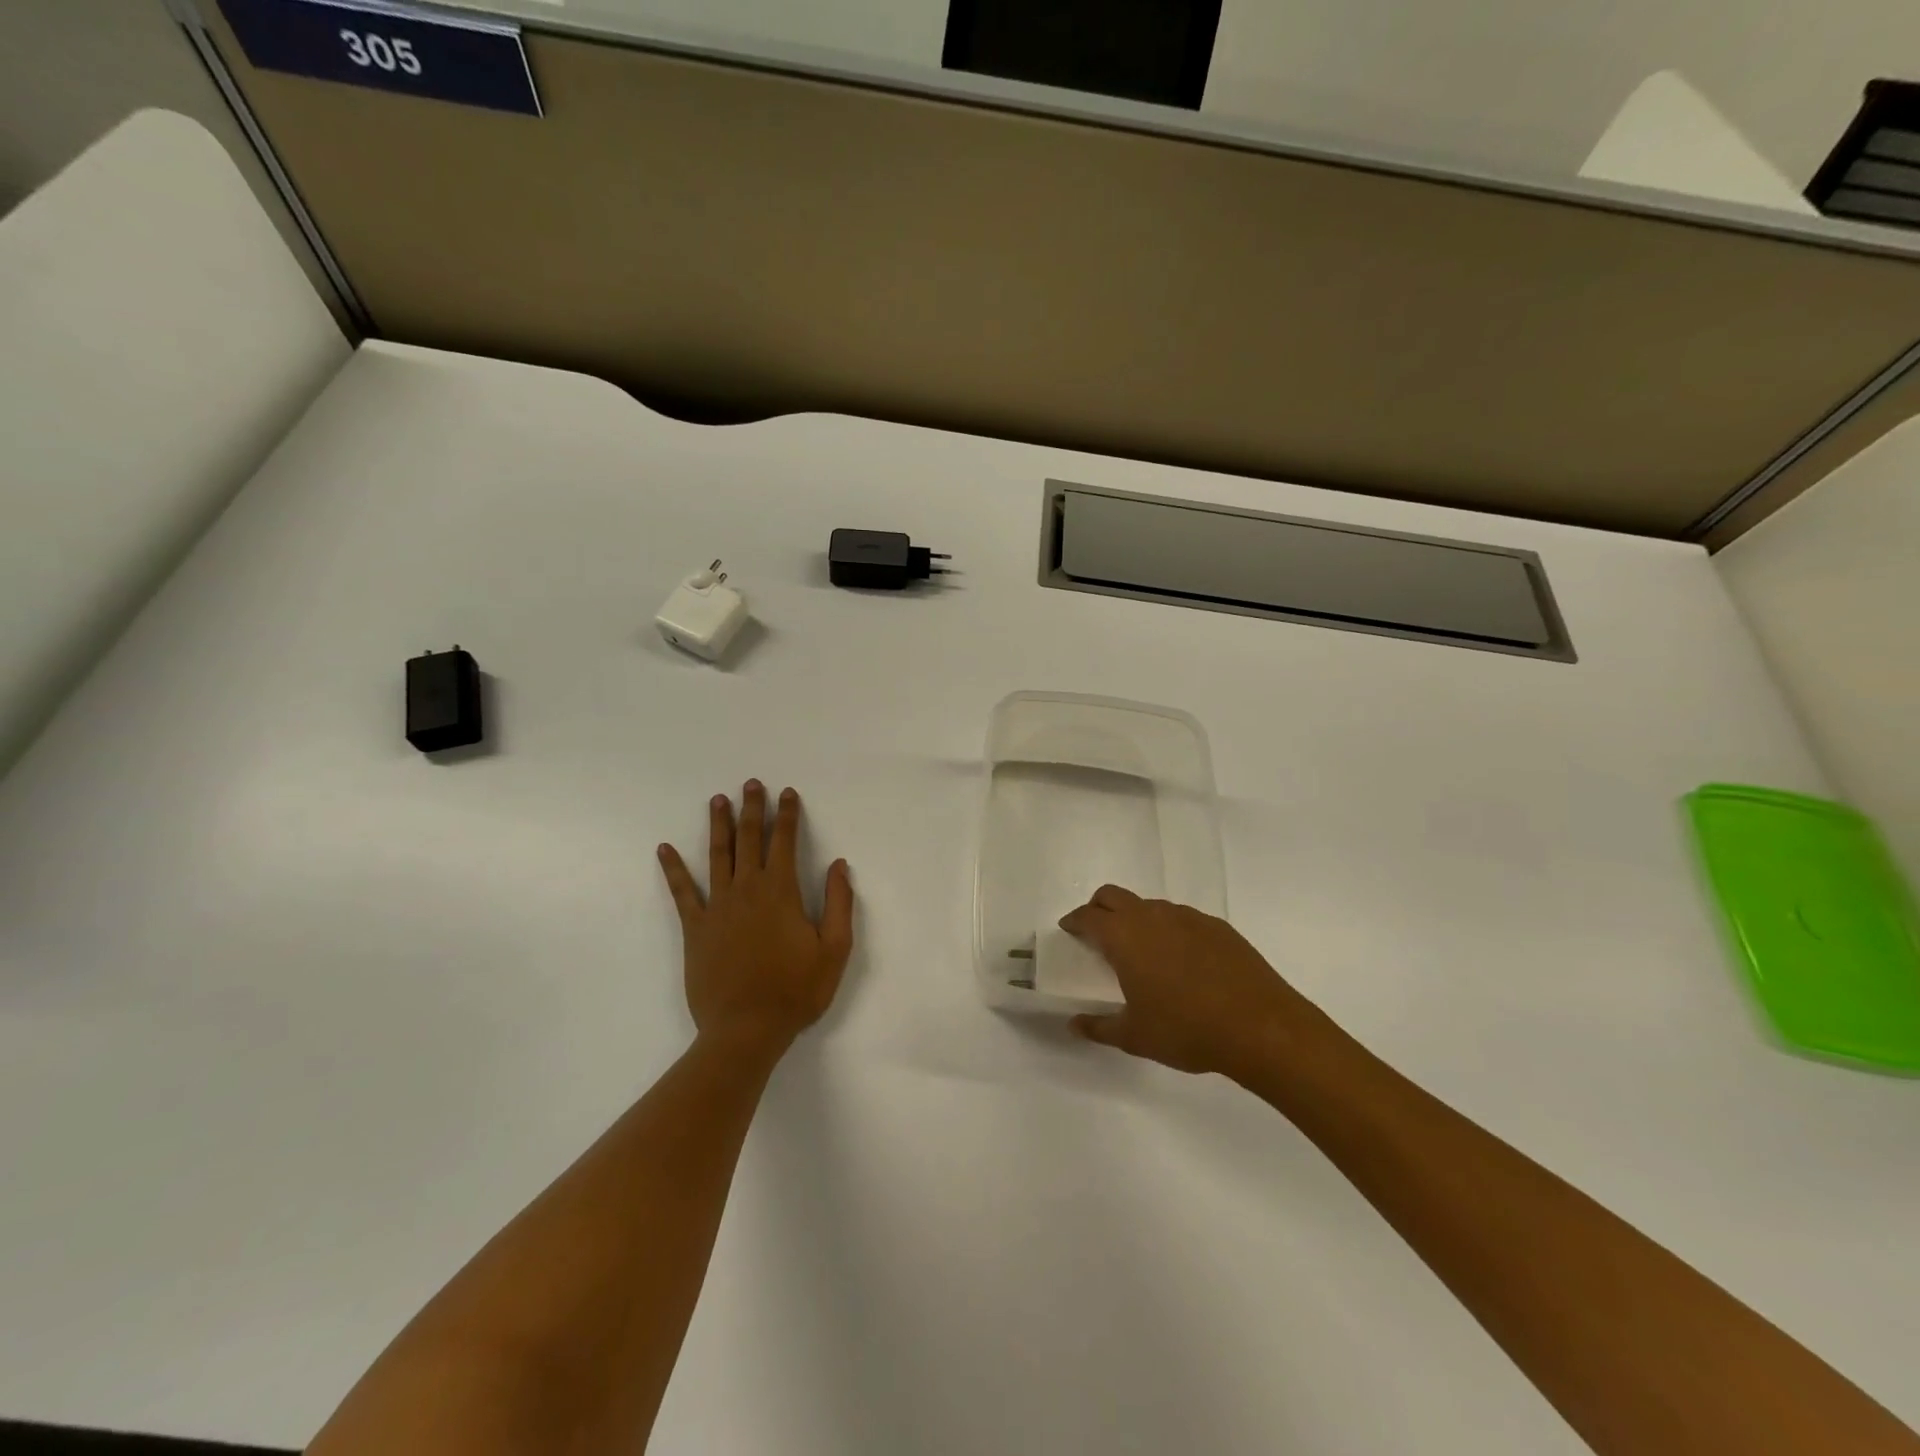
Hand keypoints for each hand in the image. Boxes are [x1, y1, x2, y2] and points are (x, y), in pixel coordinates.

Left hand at [658, 781, 854, 1058]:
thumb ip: (839, 903)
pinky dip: (673, 869)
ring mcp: (717, 907)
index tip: (786, 793)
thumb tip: (839, 864)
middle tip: (750, 783)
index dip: (787, 815)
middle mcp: (747, 890)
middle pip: (749, 840)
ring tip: (717, 800)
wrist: (745, 1030)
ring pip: (718, 856)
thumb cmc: (796, 991)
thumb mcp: (834, 950)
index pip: (785, 842)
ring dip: (719, 825)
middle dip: (752, 809)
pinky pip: (682, 892)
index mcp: (781, 892)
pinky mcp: (695, 928)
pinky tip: (664, 849)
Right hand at [1059, 885, 1327, 1079]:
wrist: (1261, 1027)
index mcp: (1125, 937)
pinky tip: (1182, 961)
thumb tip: (1074, 1024)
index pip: (1088, 916)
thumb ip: (1099, 1027)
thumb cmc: (1187, 1030)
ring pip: (1149, 905)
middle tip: (1097, 933)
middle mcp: (1152, 916)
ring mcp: (1187, 917)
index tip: (1069, 930)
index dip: (1074, 921)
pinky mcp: (1217, 926)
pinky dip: (1169, 930)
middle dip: (1098, 908)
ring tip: (1141, 951)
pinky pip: (1181, 918)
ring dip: (1136, 919)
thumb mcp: (1135, 1036)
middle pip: (1113, 896)